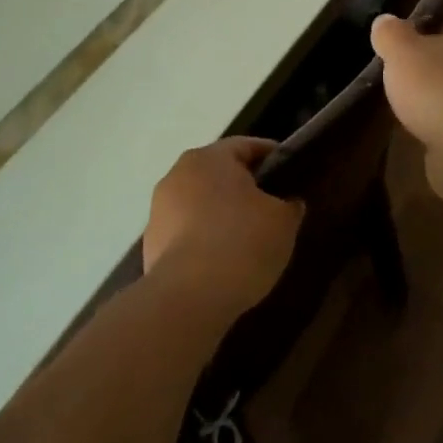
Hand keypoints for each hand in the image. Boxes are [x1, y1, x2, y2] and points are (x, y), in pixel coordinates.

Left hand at [143, 138, 303, 309]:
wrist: (188, 296)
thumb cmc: (241, 243)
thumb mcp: (283, 222)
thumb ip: (289, 205)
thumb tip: (288, 202)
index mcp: (210, 158)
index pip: (246, 146)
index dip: (272, 156)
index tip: (292, 172)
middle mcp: (178, 174)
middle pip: (219, 173)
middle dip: (244, 187)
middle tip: (272, 206)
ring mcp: (159, 209)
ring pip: (200, 202)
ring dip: (221, 213)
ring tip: (247, 238)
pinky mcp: (151, 241)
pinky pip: (186, 231)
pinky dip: (204, 238)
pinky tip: (222, 261)